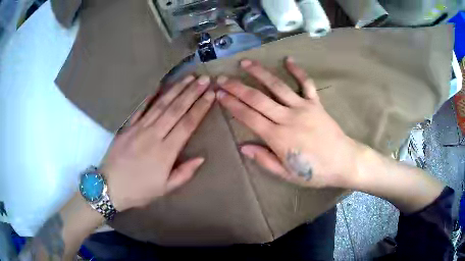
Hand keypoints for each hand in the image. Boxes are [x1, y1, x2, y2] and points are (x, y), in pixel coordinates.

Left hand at [101, 75, 214, 210]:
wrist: (110, 187)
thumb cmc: (139, 191)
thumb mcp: (165, 189)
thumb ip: (184, 173)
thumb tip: (201, 158)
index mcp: (165, 152)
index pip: (187, 124)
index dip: (200, 108)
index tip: (211, 95)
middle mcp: (153, 135)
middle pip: (176, 109)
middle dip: (192, 92)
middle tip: (204, 79)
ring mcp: (139, 128)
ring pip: (161, 105)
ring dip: (176, 89)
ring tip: (188, 78)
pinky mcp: (127, 127)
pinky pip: (141, 108)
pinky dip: (150, 96)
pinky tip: (159, 85)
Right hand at [216, 58, 361, 188]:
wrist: (344, 162)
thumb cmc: (315, 172)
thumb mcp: (287, 174)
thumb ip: (264, 160)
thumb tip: (243, 147)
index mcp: (278, 137)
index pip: (249, 116)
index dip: (232, 104)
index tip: (219, 94)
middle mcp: (287, 117)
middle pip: (257, 98)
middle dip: (237, 87)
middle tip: (222, 78)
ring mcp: (303, 107)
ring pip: (277, 86)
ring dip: (260, 73)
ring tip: (245, 63)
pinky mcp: (316, 103)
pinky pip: (306, 84)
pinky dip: (297, 71)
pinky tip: (288, 60)